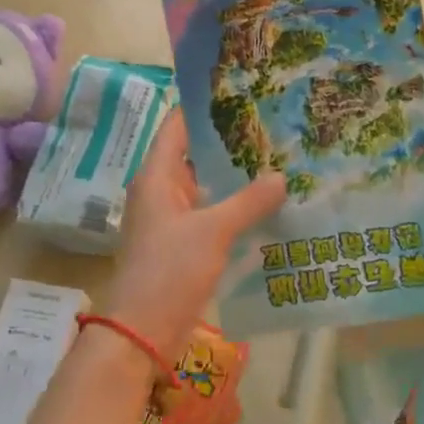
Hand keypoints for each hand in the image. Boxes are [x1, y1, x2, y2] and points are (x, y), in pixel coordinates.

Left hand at [108, 111, 286, 356]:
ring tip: (277, 157)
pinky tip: (266, 203)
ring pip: (206, 185)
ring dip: (234, 175)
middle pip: (195, 153)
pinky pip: (210, 213)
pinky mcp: (182, 243)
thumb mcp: (213, 232)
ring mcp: (171, 218)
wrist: (141, 333)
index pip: (178, 125)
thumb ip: (249, 201)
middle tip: (272, 123)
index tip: (241, 90)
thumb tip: (282, 176)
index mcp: (157, 176)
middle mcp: (161, 190)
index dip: (205, 106)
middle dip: (230, 141)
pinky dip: (234, 205)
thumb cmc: (169, 271)